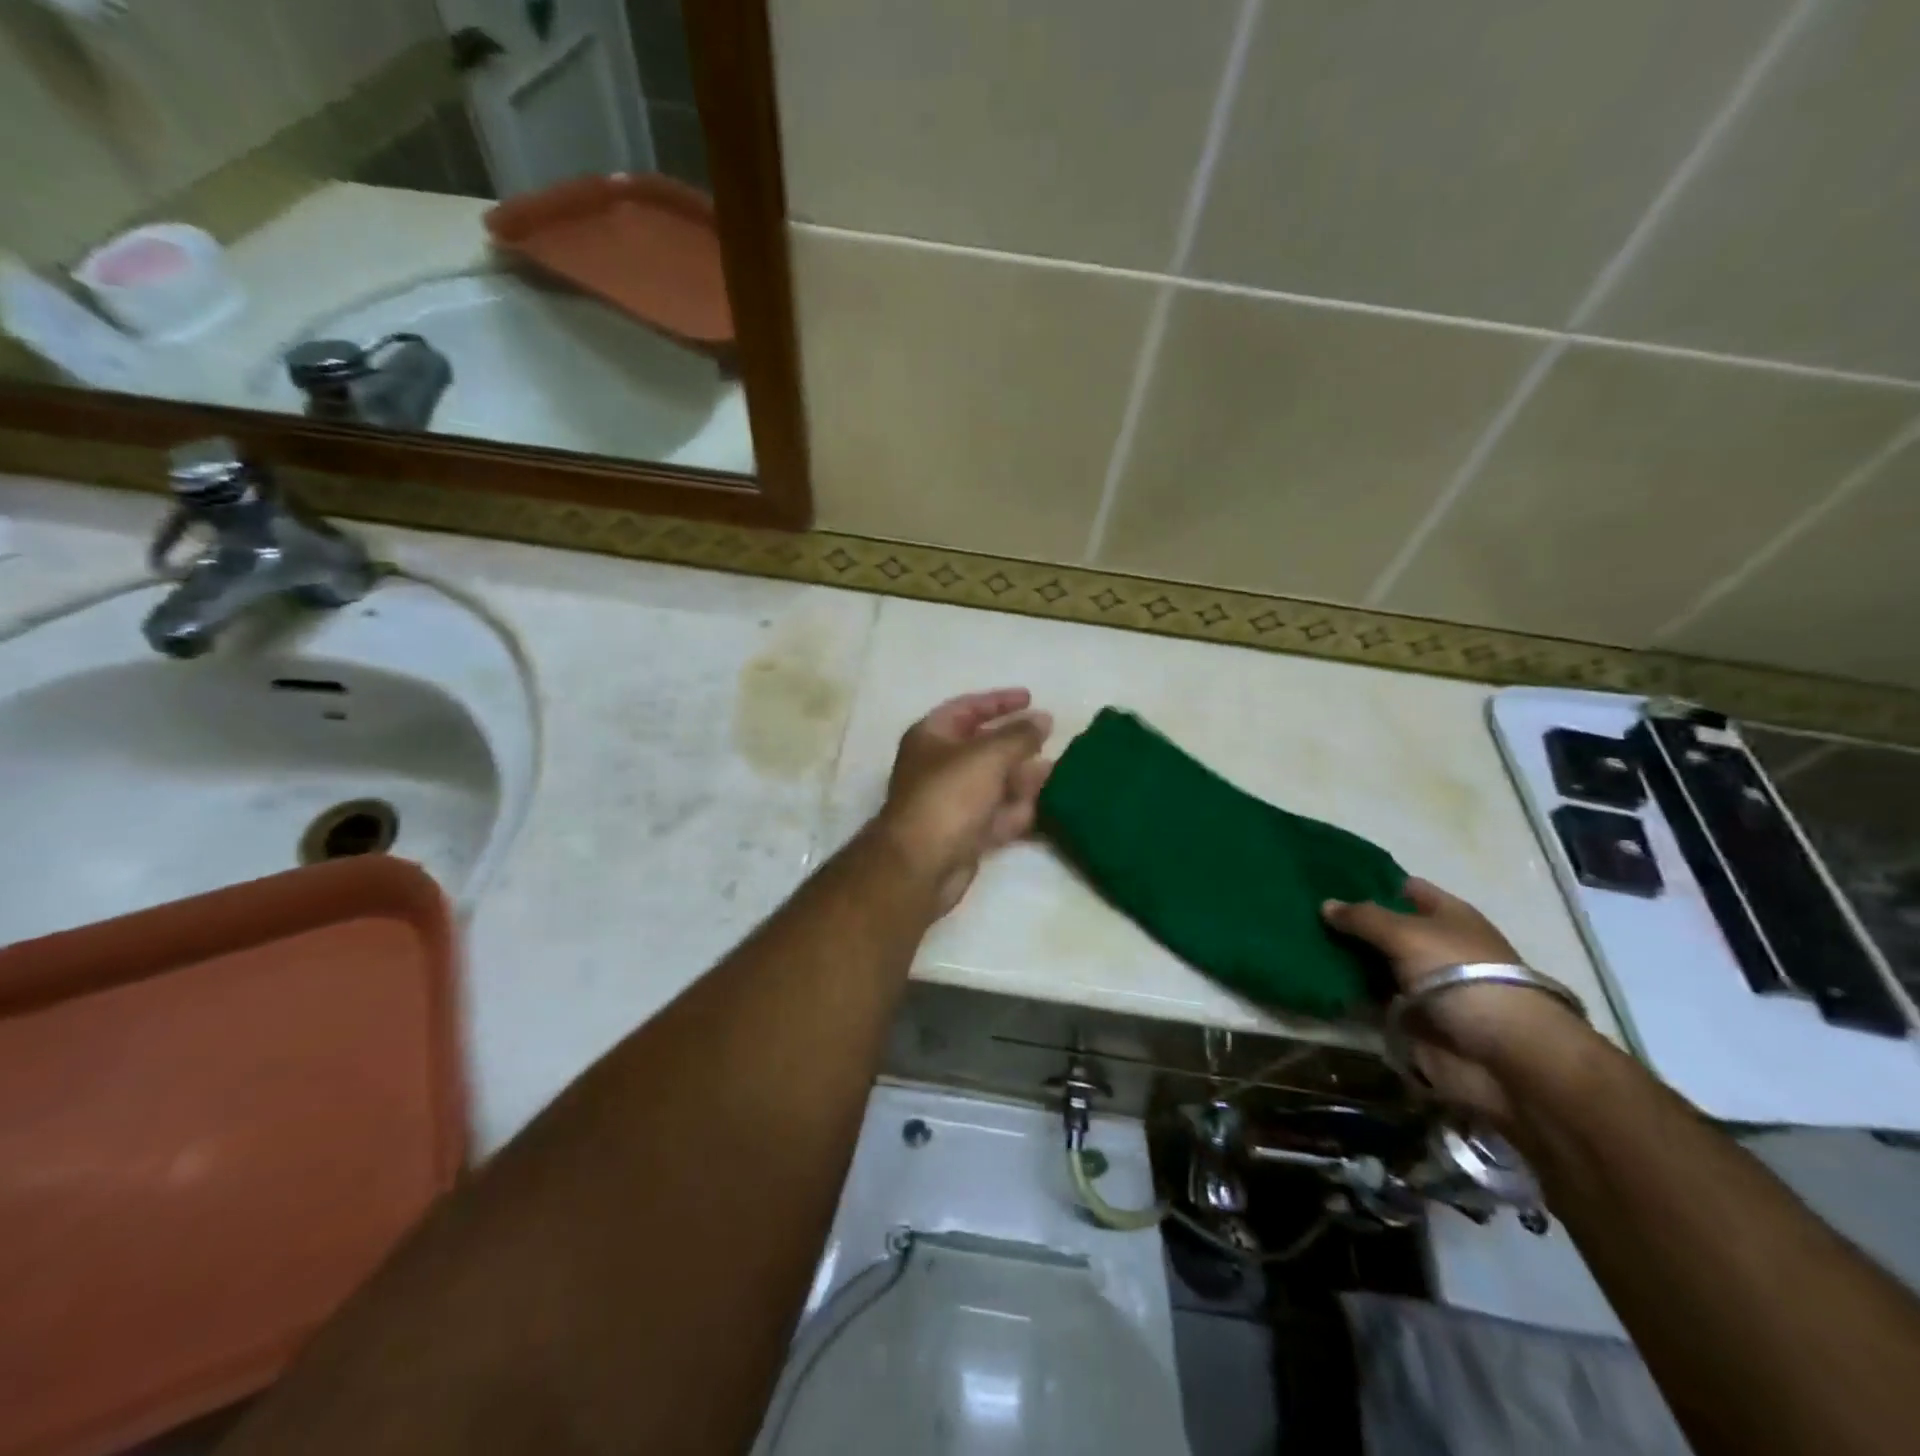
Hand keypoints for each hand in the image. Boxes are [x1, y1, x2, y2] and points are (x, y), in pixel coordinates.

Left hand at [876, 689, 1053, 916]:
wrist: (921, 864)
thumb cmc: (949, 796)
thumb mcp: (988, 756)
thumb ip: (1019, 735)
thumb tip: (1043, 720)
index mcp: (931, 736)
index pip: (967, 708)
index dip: (998, 701)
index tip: (1030, 698)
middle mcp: (938, 766)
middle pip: (982, 746)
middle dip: (1016, 742)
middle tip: (1050, 736)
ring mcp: (951, 802)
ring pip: (993, 782)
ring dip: (1022, 776)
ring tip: (1057, 769)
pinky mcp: (964, 833)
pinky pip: (996, 813)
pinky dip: (1018, 808)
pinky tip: (1046, 804)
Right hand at [1322, 878, 1584, 1122]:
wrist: (1499, 1056)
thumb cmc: (1461, 977)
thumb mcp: (1407, 934)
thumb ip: (1363, 917)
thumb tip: (1325, 904)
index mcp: (1448, 917)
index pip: (1405, 889)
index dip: (1371, 881)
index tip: (1328, 876)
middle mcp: (1435, 947)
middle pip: (1385, 927)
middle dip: (1350, 921)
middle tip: (1301, 908)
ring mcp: (1421, 984)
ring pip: (1373, 962)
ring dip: (1344, 957)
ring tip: (1299, 941)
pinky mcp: (1408, 1018)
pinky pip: (1369, 997)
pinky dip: (1347, 991)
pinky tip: (1313, 976)